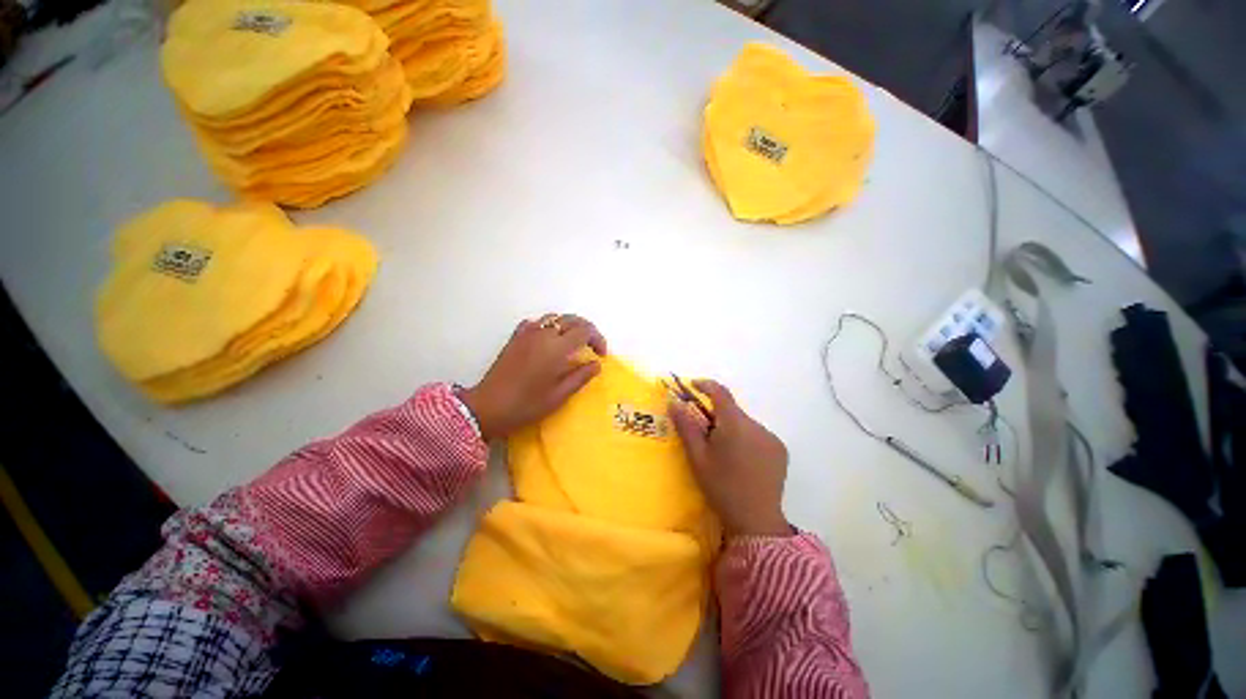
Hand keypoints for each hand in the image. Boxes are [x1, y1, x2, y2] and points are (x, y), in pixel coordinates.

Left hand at [461, 314, 607, 439]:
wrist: (488, 407)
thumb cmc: (527, 404)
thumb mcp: (559, 395)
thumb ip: (580, 377)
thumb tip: (596, 364)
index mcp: (557, 348)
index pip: (585, 330)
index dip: (597, 339)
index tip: (600, 355)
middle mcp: (543, 334)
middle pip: (571, 319)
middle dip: (586, 330)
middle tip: (591, 347)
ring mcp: (527, 333)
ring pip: (554, 318)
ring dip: (568, 326)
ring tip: (573, 343)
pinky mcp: (515, 338)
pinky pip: (536, 322)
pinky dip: (548, 326)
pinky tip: (548, 341)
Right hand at [669, 379, 790, 536]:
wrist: (756, 521)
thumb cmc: (721, 487)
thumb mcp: (697, 457)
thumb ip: (686, 426)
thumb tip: (674, 401)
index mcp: (735, 424)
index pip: (720, 392)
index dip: (705, 385)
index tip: (692, 386)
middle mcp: (756, 425)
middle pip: (732, 410)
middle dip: (716, 415)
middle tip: (703, 434)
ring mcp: (771, 437)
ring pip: (744, 423)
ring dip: (731, 428)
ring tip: (723, 453)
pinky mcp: (780, 450)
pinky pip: (757, 435)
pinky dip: (746, 439)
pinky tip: (741, 461)